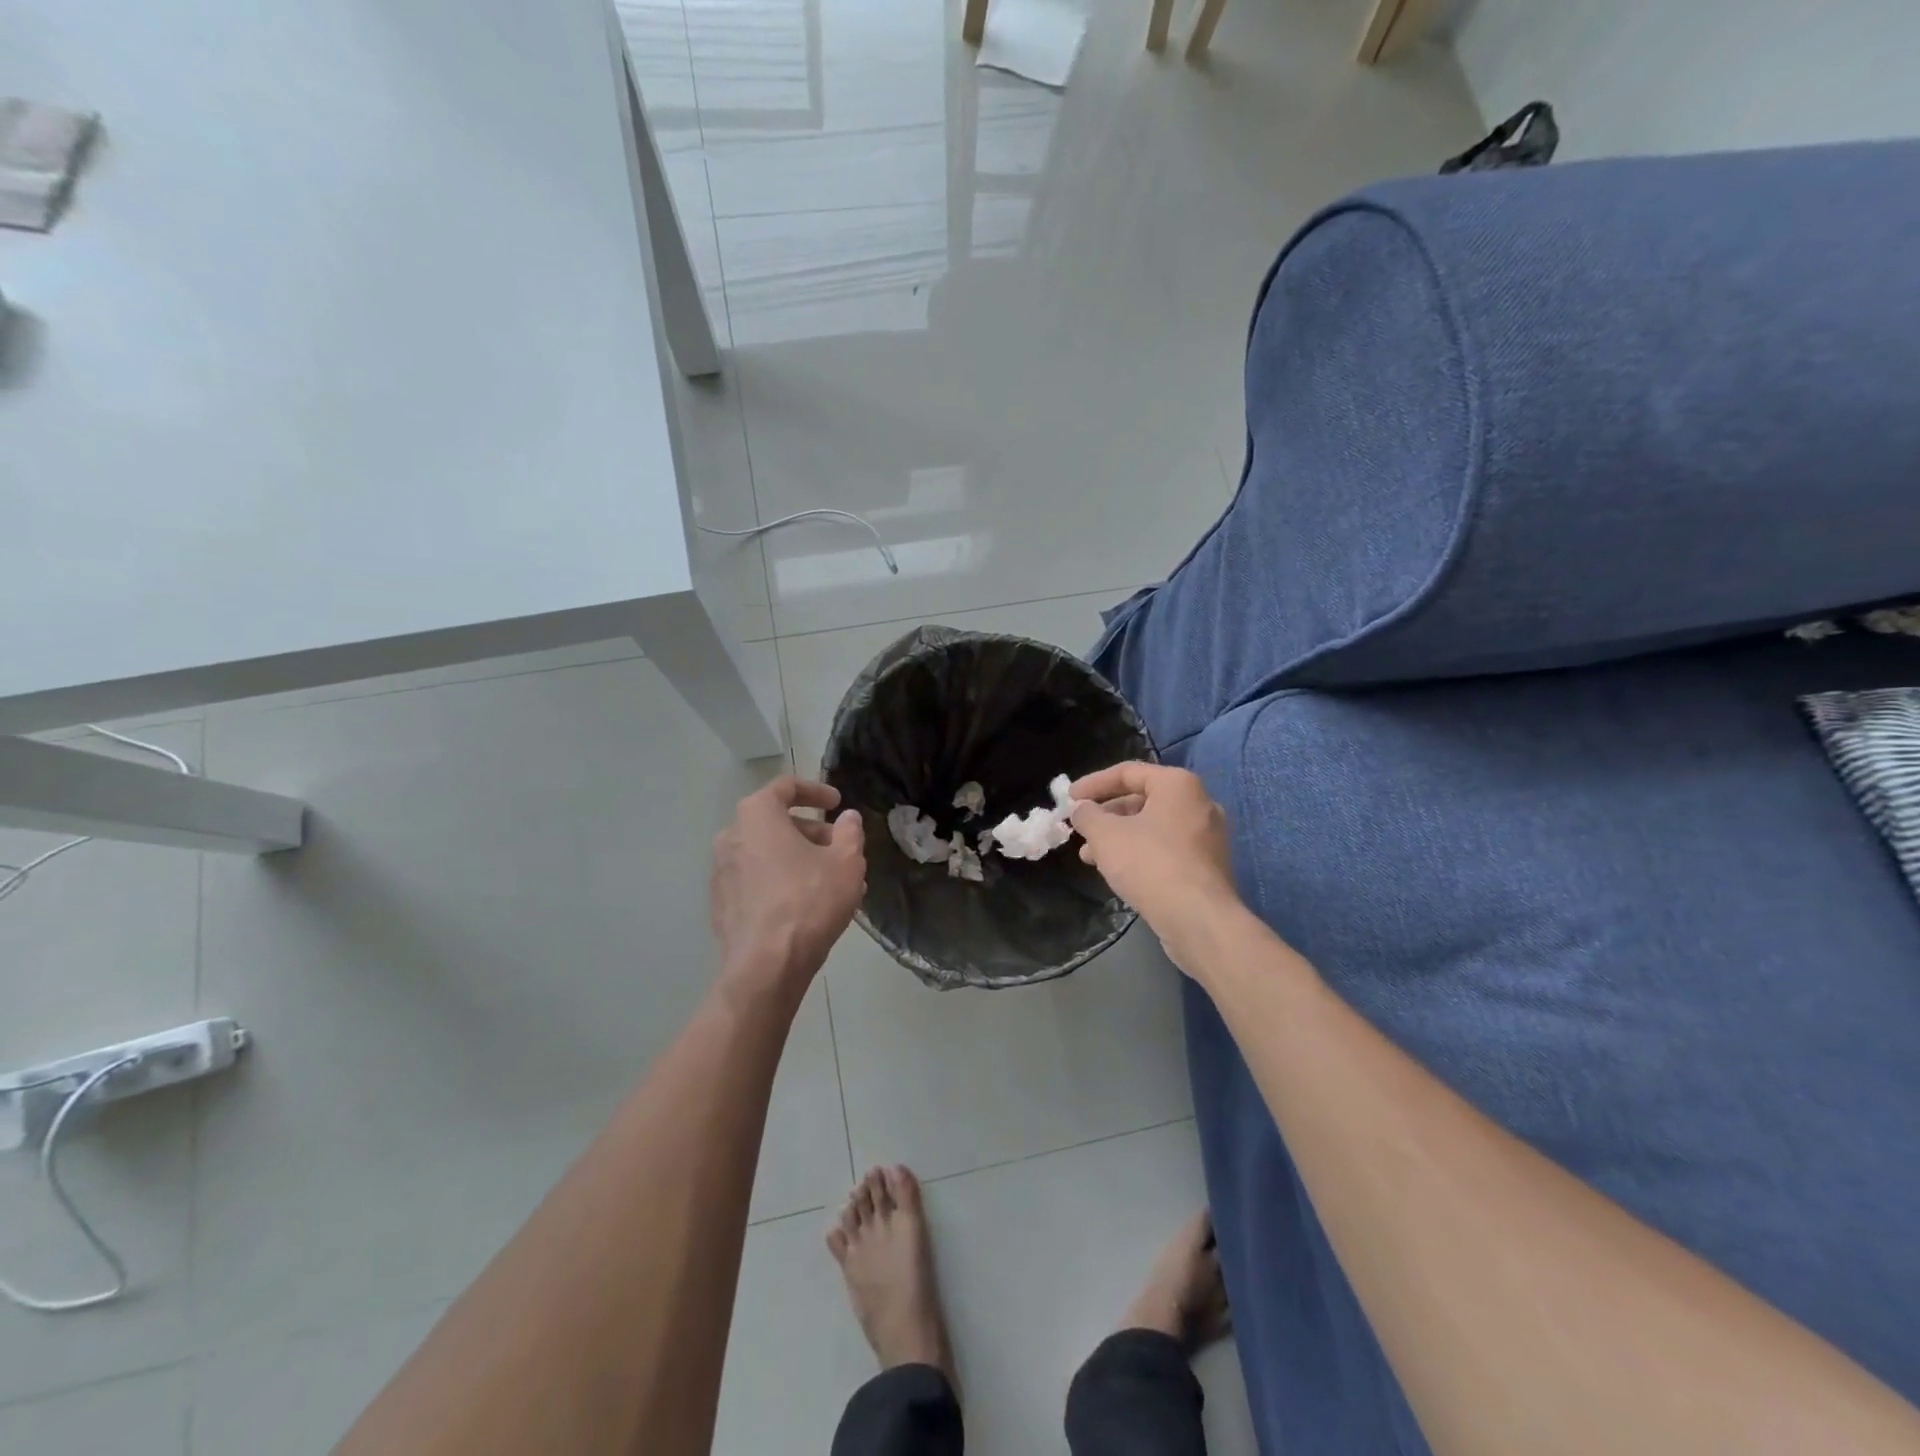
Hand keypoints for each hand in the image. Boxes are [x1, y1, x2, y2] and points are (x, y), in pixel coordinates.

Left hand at [710, 776, 865, 999]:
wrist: (766, 966)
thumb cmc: (809, 901)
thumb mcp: (846, 862)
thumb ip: (850, 832)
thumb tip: (847, 818)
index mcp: (757, 816)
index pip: (785, 787)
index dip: (815, 791)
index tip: (837, 802)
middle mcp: (731, 837)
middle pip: (775, 822)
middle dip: (810, 831)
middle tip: (839, 847)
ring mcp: (721, 872)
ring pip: (766, 853)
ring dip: (798, 859)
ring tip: (831, 880)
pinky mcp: (721, 904)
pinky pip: (756, 880)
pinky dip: (780, 881)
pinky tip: (807, 904)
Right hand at [1070, 763, 1239, 963]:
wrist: (1198, 920)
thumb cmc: (1149, 864)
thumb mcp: (1105, 835)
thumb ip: (1087, 815)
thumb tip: (1081, 809)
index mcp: (1178, 785)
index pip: (1127, 772)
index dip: (1093, 784)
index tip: (1068, 799)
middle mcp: (1199, 803)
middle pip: (1142, 799)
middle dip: (1105, 815)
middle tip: (1080, 829)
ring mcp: (1207, 836)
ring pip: (1152, 827)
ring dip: (1118, 837)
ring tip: (1089, 856)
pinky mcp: (1207, 865)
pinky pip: (1166, 848)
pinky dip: (1139, 852)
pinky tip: (1116, 871)